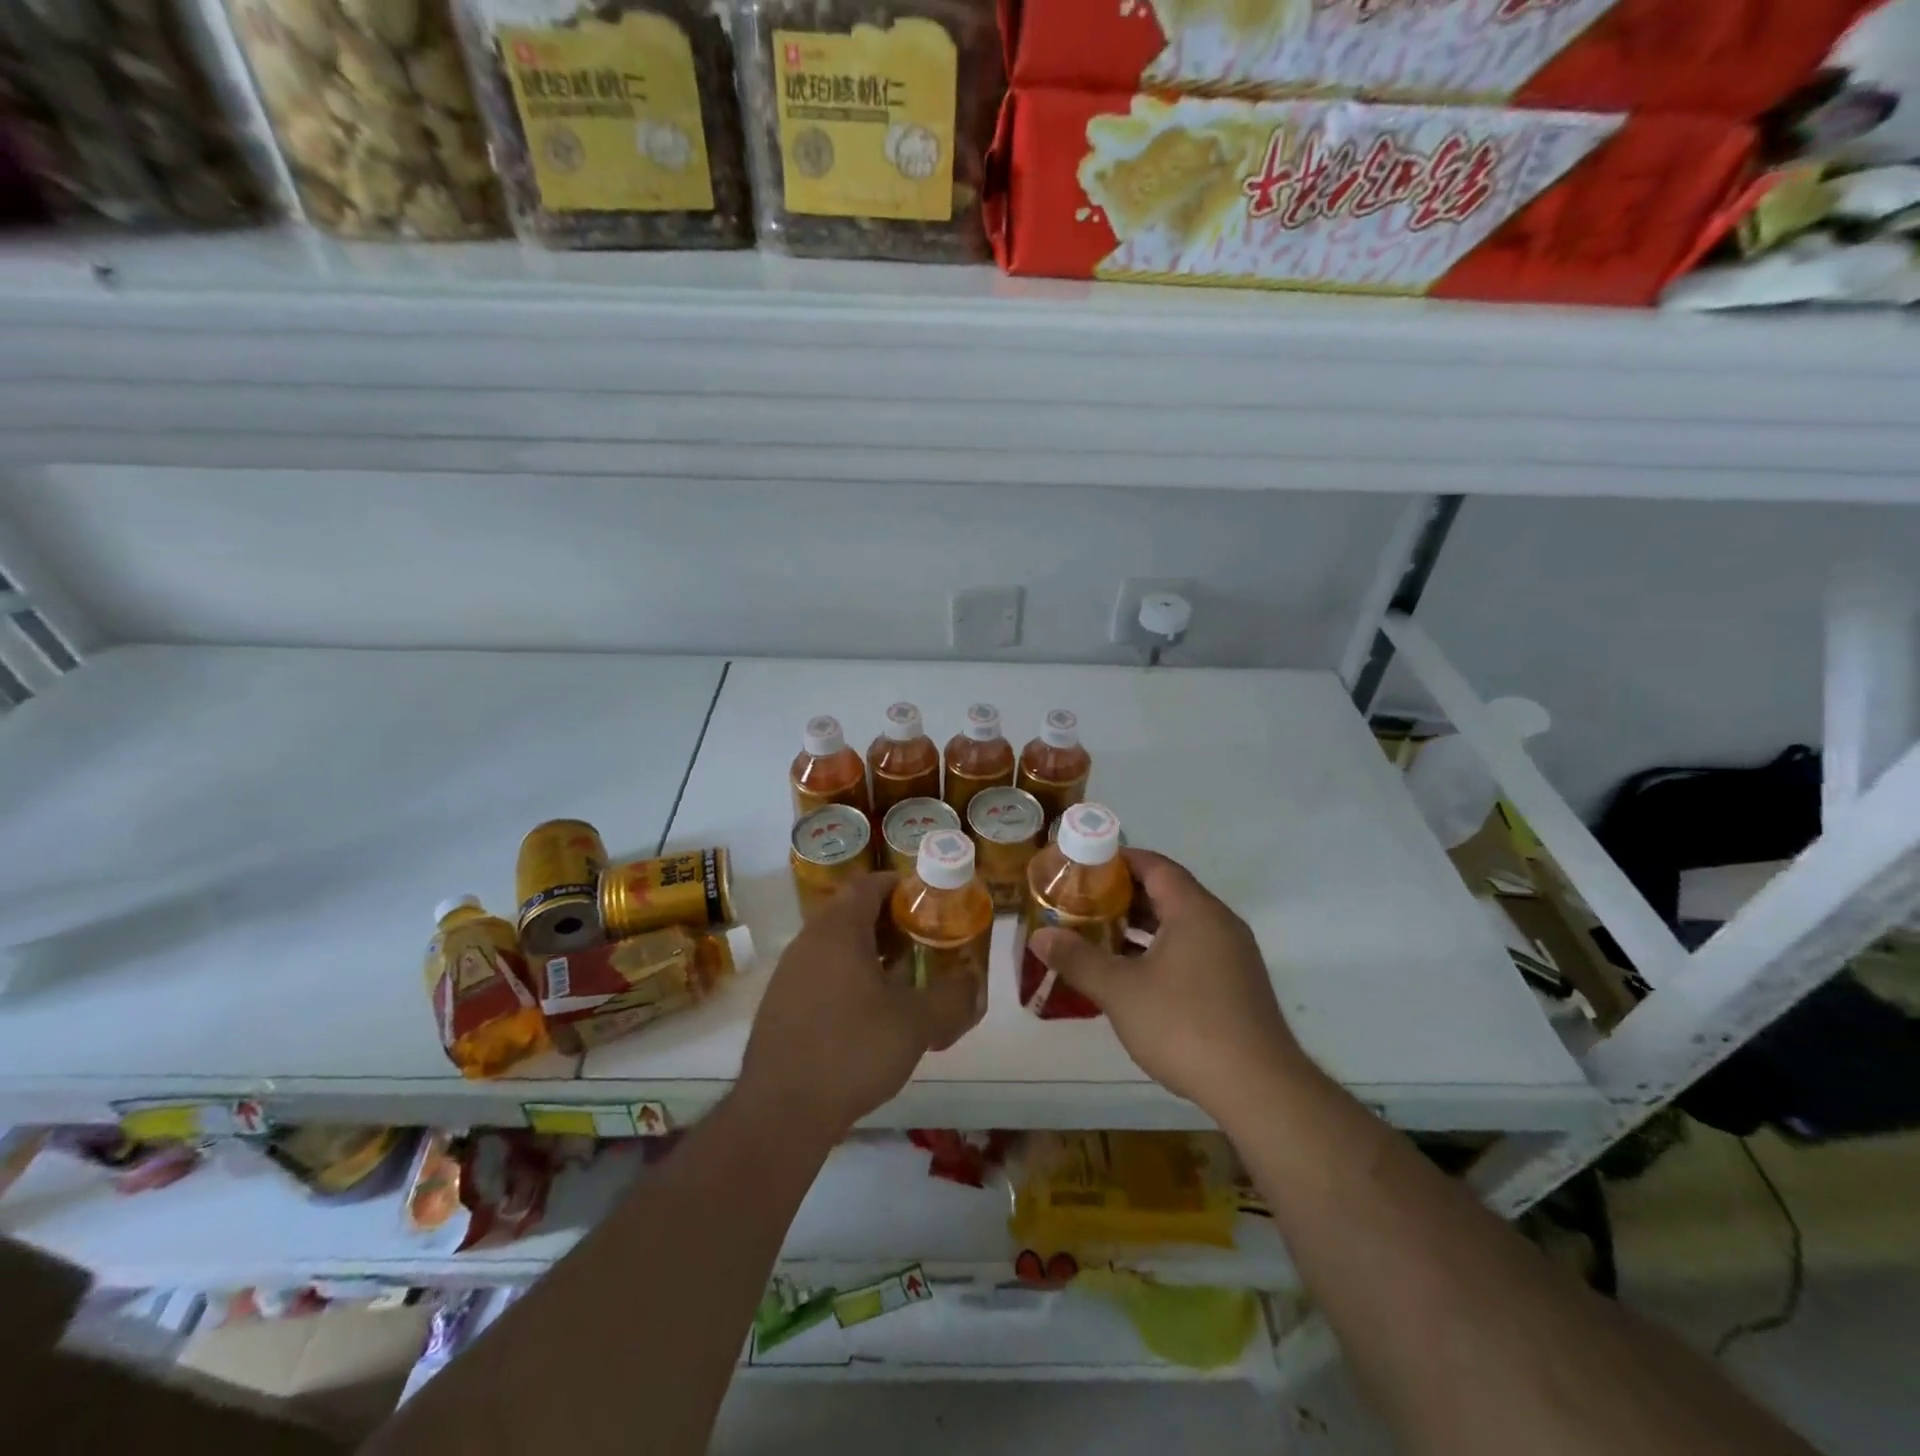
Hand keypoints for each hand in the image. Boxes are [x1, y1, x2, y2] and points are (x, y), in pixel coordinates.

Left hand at [739, 872, 979, 1142]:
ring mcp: (789, 974)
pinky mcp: (780, 1006)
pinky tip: (869, 1015)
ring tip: (903, 980)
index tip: (929, 903)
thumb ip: (953, 996)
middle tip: (924, 942)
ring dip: (870, 953)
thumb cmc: (852, 1049)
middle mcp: (808, 941)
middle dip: (891, 923)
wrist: (781, 1112)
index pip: (869, 884)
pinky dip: (848, 980)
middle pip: (852, 913)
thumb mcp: (917, 1023)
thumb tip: (974, 981)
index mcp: (838, 930)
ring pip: (836, 946)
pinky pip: (821, 975)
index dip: (901, 886)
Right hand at [1027, 849, 1307, 1122]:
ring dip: (1141, 925)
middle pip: (1168, 892)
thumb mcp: (1120, 990)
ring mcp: (1232, 954)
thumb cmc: (1185, 1025)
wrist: (1258, 1088)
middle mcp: (1219, 922)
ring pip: (1180, 924)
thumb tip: (1039, 936)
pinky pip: (1192, 949)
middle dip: (1124, 895)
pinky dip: (1160, 949)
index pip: (1155, 865)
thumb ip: (1078, 959)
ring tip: (1099, 933)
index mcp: (1195, 910)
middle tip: (1082, 901)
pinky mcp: (1236, 984)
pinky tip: (1134, 974)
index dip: (1118, 860)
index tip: (1083, 866)